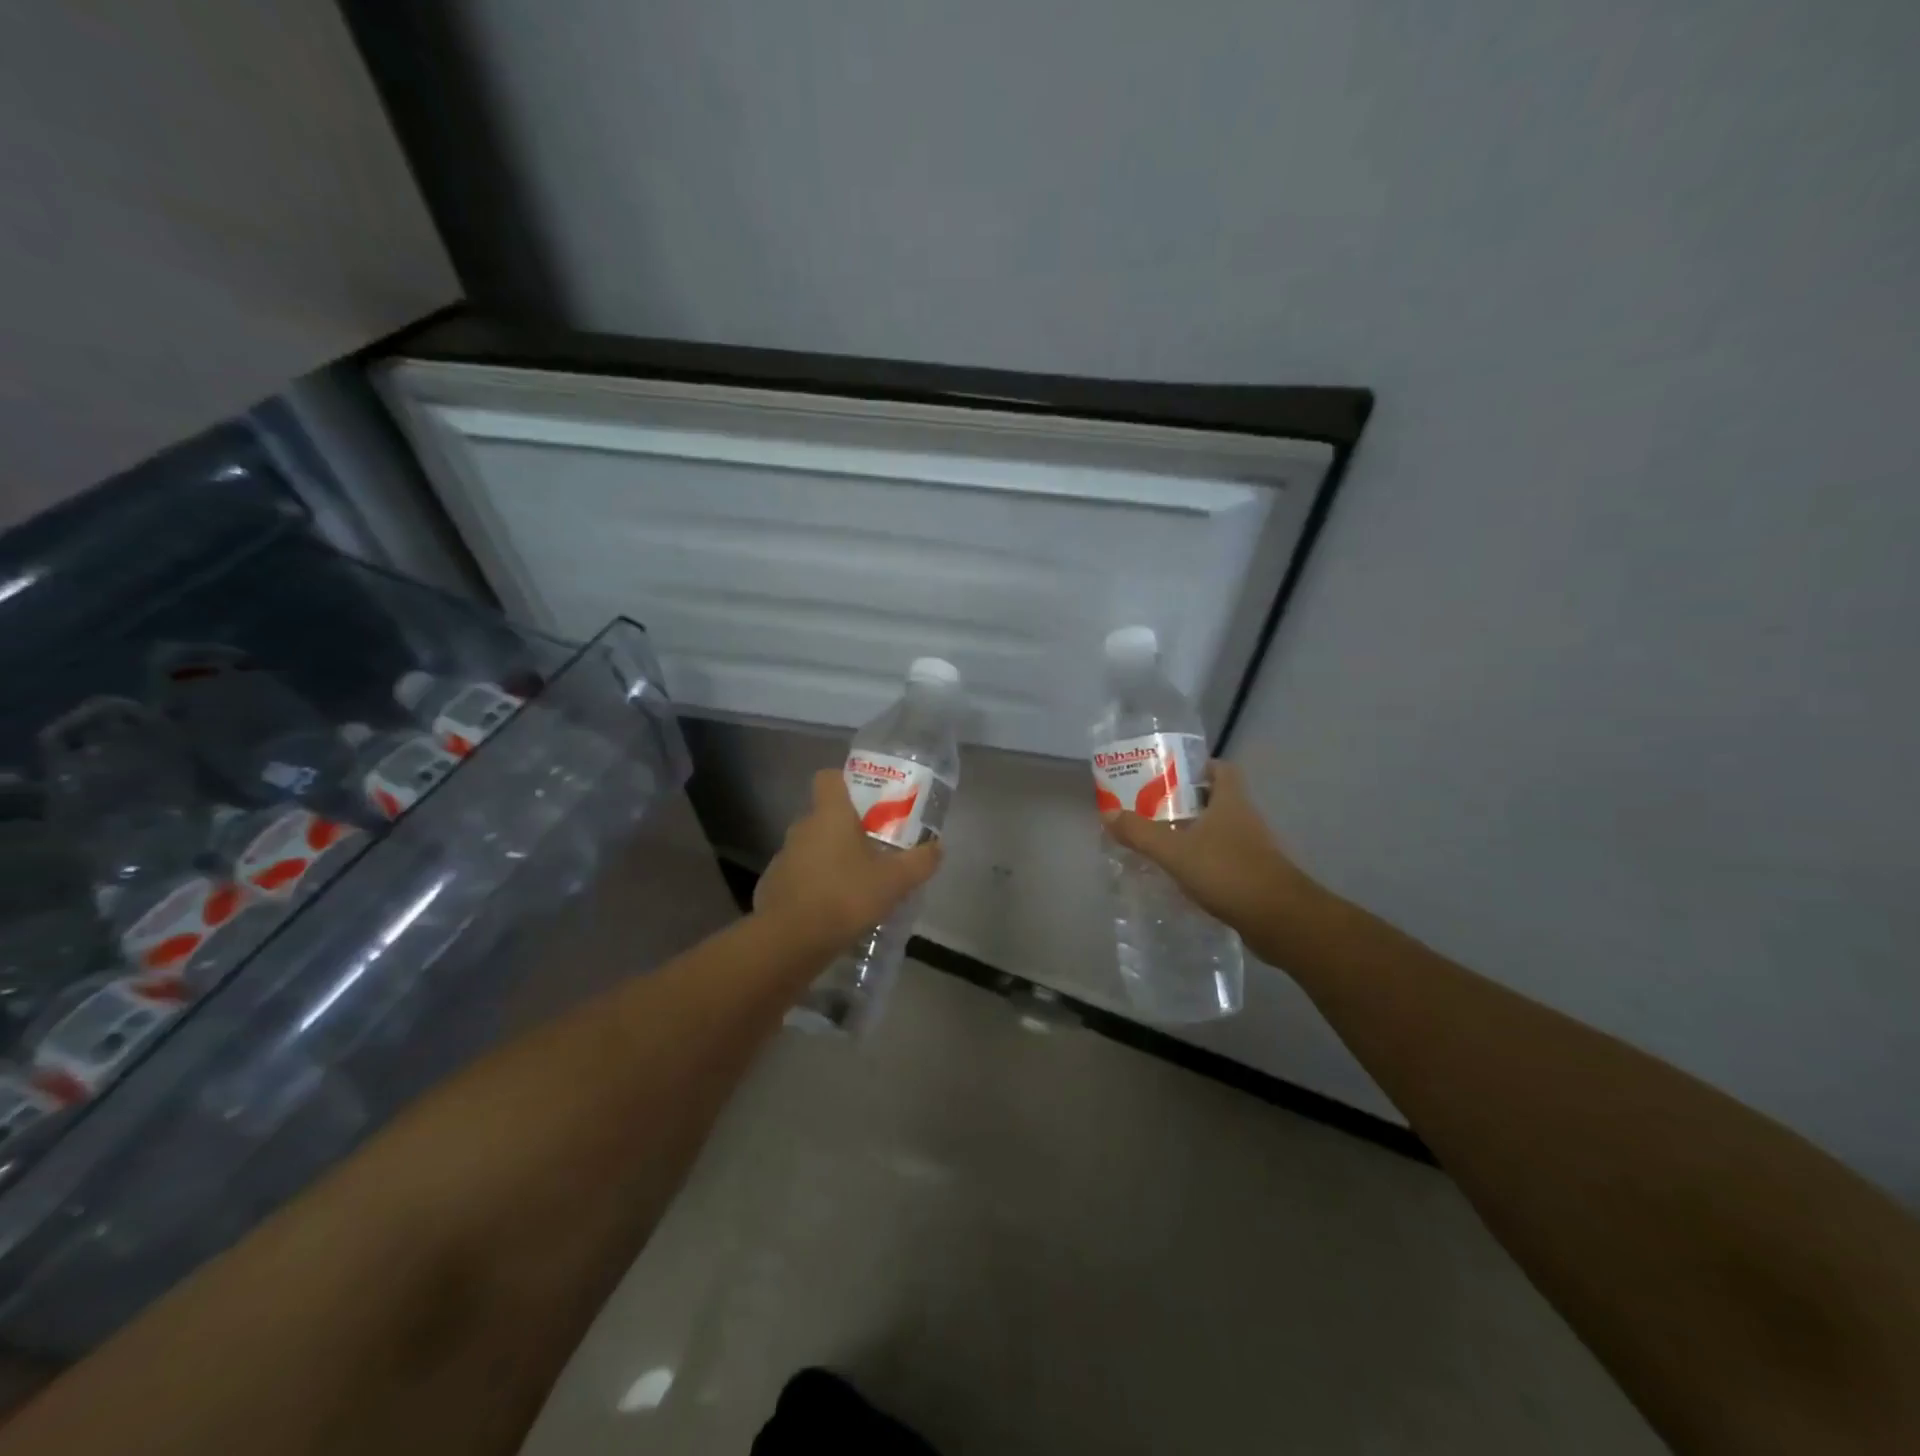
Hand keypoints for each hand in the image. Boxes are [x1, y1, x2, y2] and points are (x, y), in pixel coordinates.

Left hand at [755, 769, 942, 952]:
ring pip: (813, 847)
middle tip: (875, 846)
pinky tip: (834, 908)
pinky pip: (800, 875)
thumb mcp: (895, 881)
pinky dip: (816, 885)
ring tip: (858, 882)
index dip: (846, 782)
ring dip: (832, 858)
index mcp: (830, 814)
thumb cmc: (844, 896)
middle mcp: (802, 828)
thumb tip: (937, 848)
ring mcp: (784, 857)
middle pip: (825, 815)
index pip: (829, 777)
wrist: (789, 941)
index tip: (868, 799)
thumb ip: (919, 862)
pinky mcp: (774, 886)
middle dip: (848, 827)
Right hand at [1102, 760, 1311, 934]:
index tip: (1170, 774)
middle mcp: (1246, 819)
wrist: (1280, 921)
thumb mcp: (1175, 851)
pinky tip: (1182, 873)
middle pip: (1217, 799)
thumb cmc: (1228, 873)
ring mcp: (1254, 849)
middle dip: (1187, 802)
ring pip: (1220, 830)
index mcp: (1231, 802)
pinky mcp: (1255, 876)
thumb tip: (1108, 813)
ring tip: (1161, 840)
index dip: (1198, 766)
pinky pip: (1224, 858)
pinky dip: (1204, 861)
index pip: (1221, 769)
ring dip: (1195, 832)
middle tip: (1153, 808)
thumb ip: (1140, 833)